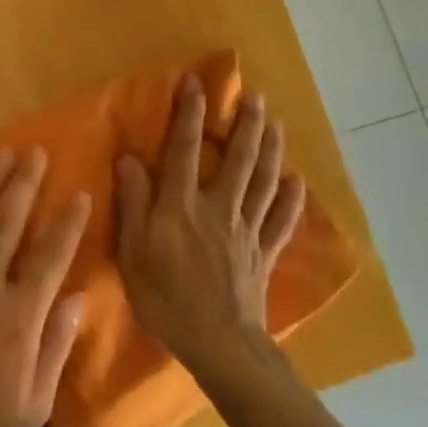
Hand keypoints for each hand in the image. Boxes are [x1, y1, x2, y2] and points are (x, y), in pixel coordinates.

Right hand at [115, 77, 305, 375]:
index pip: (184, 149)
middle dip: (246, 125)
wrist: (217, 344)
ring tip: (277, 124)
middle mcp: (219, 207)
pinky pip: (281, 221)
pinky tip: (297, 182)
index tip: (196, 82)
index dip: (189, 113)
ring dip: (272, 150)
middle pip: (238, 159)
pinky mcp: (264, 253)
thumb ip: (133, 203)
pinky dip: (292, 200)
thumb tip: (130, 158)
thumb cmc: (166, 298)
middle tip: (255, 97)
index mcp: (182, 205)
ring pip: (264, 182)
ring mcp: (246, 230)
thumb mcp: (133, 252)